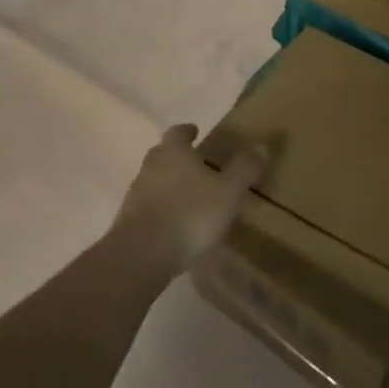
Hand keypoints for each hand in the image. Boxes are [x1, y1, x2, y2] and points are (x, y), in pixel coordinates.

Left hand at [113, 124, 266, 272]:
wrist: (141, 256)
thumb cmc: (190, 214)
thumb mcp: (228, 192)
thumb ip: (244, 169)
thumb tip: (261, 145)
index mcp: (174, 152)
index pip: (178, 132)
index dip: (187, 131)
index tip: (196, 132)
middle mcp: (151, 167)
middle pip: (163, 154)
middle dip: (178, 157)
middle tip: (197, 164)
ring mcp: (135, 195)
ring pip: (154, 180)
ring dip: (169, 184)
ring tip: (190, 197)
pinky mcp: (127, 222)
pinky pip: (148, 207)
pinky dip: (161, 209)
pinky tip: (175, 224)